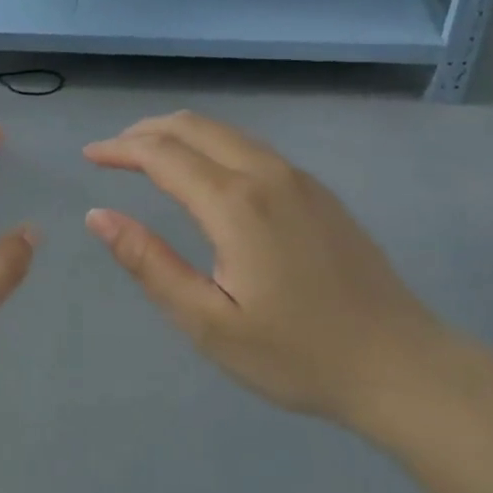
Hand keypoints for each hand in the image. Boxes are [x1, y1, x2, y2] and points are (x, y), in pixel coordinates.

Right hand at [84, 111, 442, 424]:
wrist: (403, 366)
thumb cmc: (297, 354)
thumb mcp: (208, 323)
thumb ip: (149, 263)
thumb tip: (98, 216)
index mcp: (235, 203)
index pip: (161, 154)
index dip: (119, 149)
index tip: (89, 156)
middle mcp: (266, 174)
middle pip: (194, 126)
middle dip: (145, 131)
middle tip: (112, 152)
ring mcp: (298, 178)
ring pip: (225, 132)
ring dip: (179, 134)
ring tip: (147, 157)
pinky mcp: (317, 191)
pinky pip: (251, 147)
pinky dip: (211, 145)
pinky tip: (204, 175)